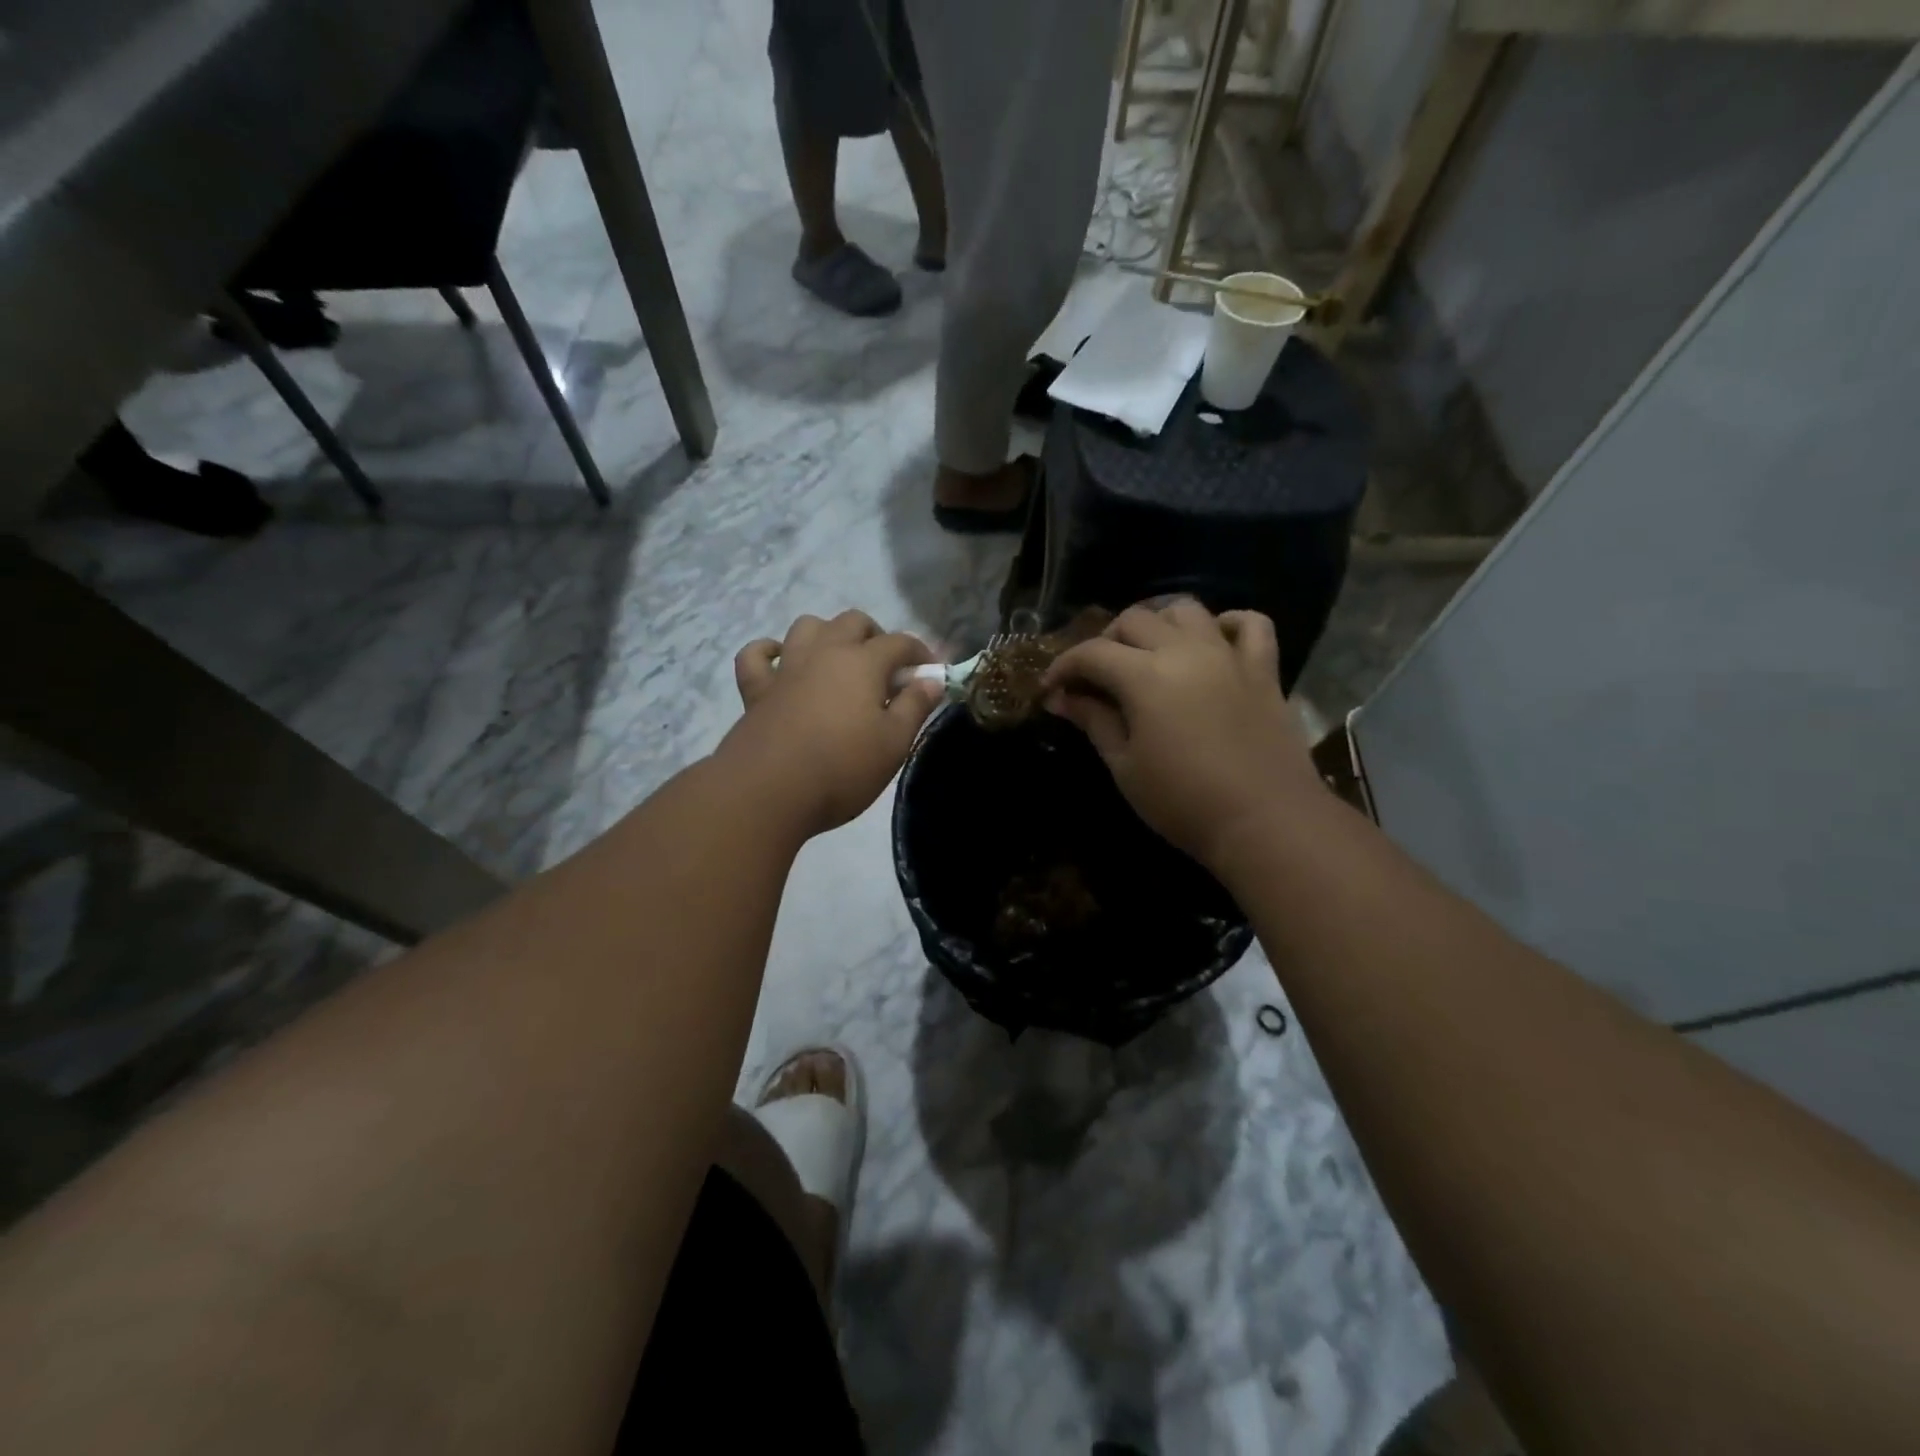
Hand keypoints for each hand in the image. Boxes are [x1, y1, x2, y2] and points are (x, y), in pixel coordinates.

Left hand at [723, 611, 943, 836]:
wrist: (769, 791)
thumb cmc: (842, 768)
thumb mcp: (894, 743)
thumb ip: (915, 706)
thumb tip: (931, 680)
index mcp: (863, 662)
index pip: (900, 642)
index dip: (920, 653)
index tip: (930, 673)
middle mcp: (825, 652)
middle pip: (853, 622)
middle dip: (875, 636)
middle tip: (885, 669)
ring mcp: (787, 667)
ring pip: (807, 626)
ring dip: (827, 635)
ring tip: (838, 662)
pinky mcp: (756, 689)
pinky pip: (756, 655)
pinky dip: (769, 652)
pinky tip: (780, 663)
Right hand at [1041, 600, 1325, 870]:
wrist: (1266, 822)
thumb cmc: (1183, 801)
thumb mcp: (1125, 766)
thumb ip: (1094, 721)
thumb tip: (1061, 697)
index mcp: (1144, 676)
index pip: (1091, 653)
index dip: (1063, 666)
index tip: (1050, 688)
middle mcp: (1185, 651)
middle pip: (1134, 620)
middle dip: (1105, 642)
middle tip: (1095, 677)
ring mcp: (1228, 656)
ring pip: (1187, 611)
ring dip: (1159, 624)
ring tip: (1148, 654)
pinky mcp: (1264, 670)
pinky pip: (1251, 625)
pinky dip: (1228, 625)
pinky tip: (1214, 642)